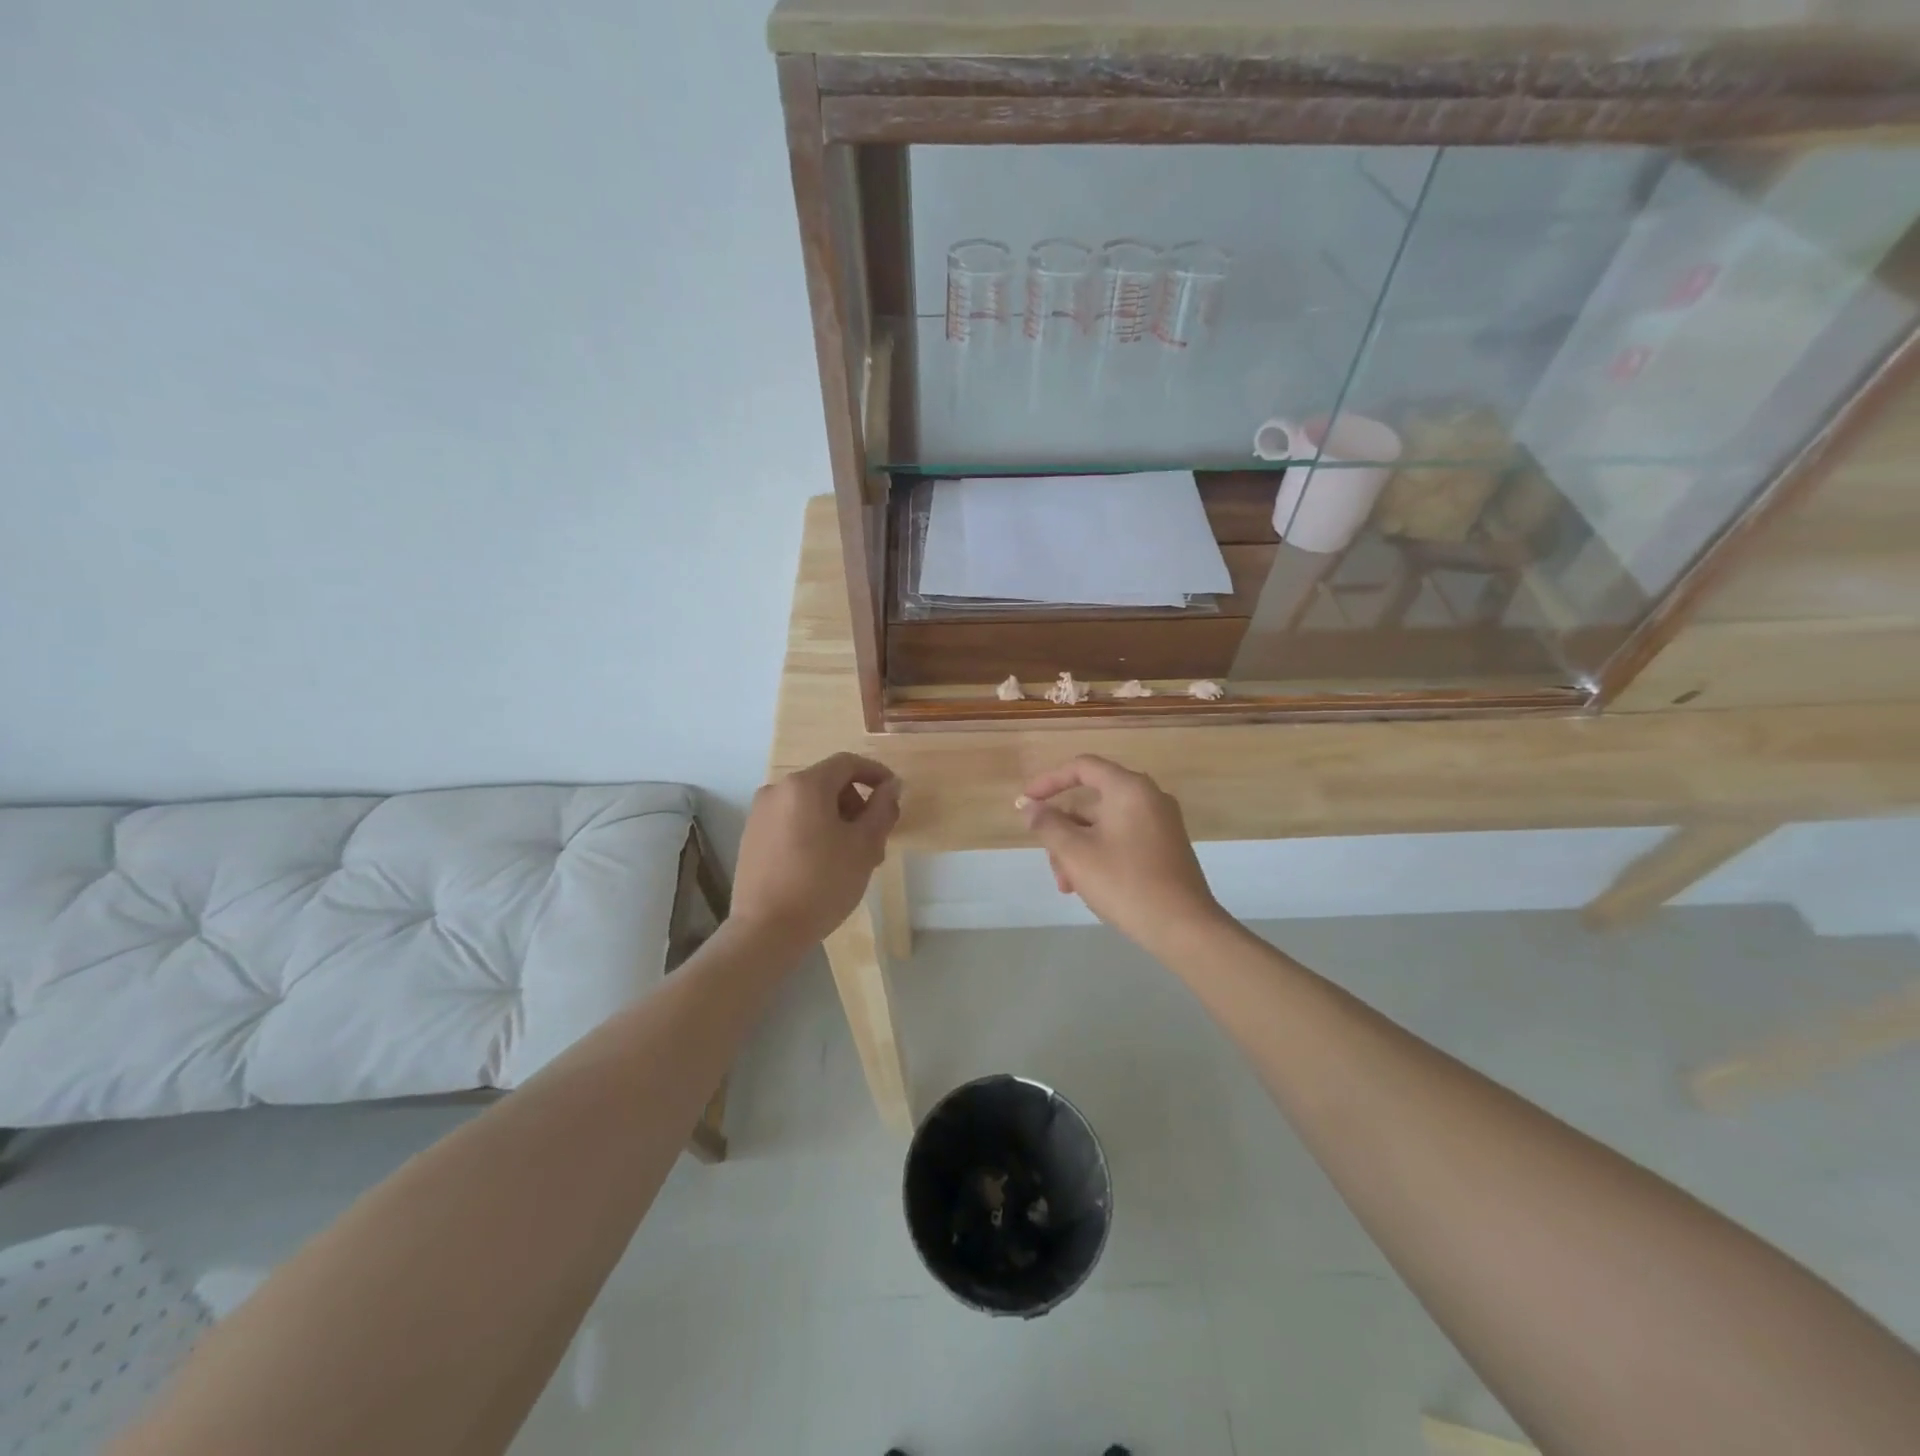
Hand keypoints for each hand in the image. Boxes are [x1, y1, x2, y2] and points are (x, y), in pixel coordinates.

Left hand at [732, 753, 901, 946]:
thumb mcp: (864, 846)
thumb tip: (891, 786)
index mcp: (805, 785)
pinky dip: (813, 830)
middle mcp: (778, 790)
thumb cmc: (823, 883)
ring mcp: (760, 813)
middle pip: (827, 783)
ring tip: (852, 857)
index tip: (893, 794)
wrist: (766, 930)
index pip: (847, 763)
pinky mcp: (751, 836)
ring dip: (836, 820)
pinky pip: (791, 820)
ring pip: (809, 804)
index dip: (875, 773)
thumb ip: (882, 809)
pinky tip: (824, 863)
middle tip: (875, 838)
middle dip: (856, 804)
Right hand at [1019, 755, 1224, 952]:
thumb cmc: (1125, 883)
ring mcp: (1160, 823)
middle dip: (1063, 832)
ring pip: (1104, 826)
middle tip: (1051, 865)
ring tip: (1068, 887)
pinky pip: (1122, 839)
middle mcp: (1148, 797)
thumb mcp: (1075, 853)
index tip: (1025, 802)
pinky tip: (1089, 886)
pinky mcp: (1165, 847)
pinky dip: (1099, 855)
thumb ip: (1047, 824)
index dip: (1048, 781)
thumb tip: (1029, 807)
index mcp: (1129, 788)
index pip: (1082, 767)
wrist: (1184, 927)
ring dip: (1078, 850)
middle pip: (1091, 802)